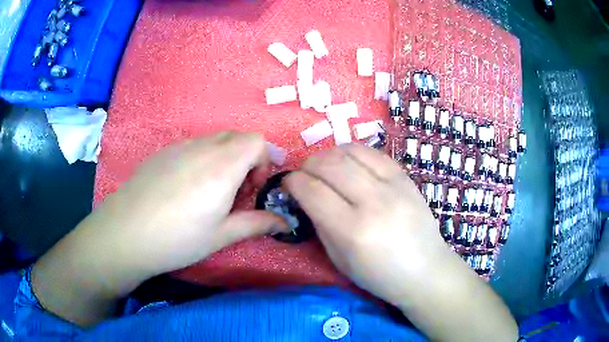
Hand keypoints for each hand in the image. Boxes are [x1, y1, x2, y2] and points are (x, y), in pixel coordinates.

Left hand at [33, 131, 287, 325]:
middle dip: (248, 158)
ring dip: (226, 157)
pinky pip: (194, 145)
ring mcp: (181, 146)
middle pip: (238, 136)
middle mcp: (204, 147)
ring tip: (212, 190)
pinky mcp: (164, 151)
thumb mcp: (221, 236)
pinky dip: (205, 157)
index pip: (257, 141)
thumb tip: (286, 224)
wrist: (126, 232)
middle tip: (238, 191)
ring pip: (216, 139)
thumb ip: (256, 224)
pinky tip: (187, 186)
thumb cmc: (177, 238)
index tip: (255, 187)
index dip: (265, 160)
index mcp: (223, 166)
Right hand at [285, 144, 517, 340]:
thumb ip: (320, 224)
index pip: (312, 191)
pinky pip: (374, 153)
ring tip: (325, 167)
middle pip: (329, 165)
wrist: (425, 270)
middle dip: (307, 165)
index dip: (293, 182)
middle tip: (304, 174)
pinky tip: (349, 163)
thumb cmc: (379, 275)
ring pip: (350, 152)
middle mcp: (373, 202)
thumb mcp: (339, 259)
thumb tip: (306, 197)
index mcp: (352, 230)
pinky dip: (354, 153)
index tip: (288, 183)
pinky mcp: (406, 178)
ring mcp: (393, 186)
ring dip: (329, 155)